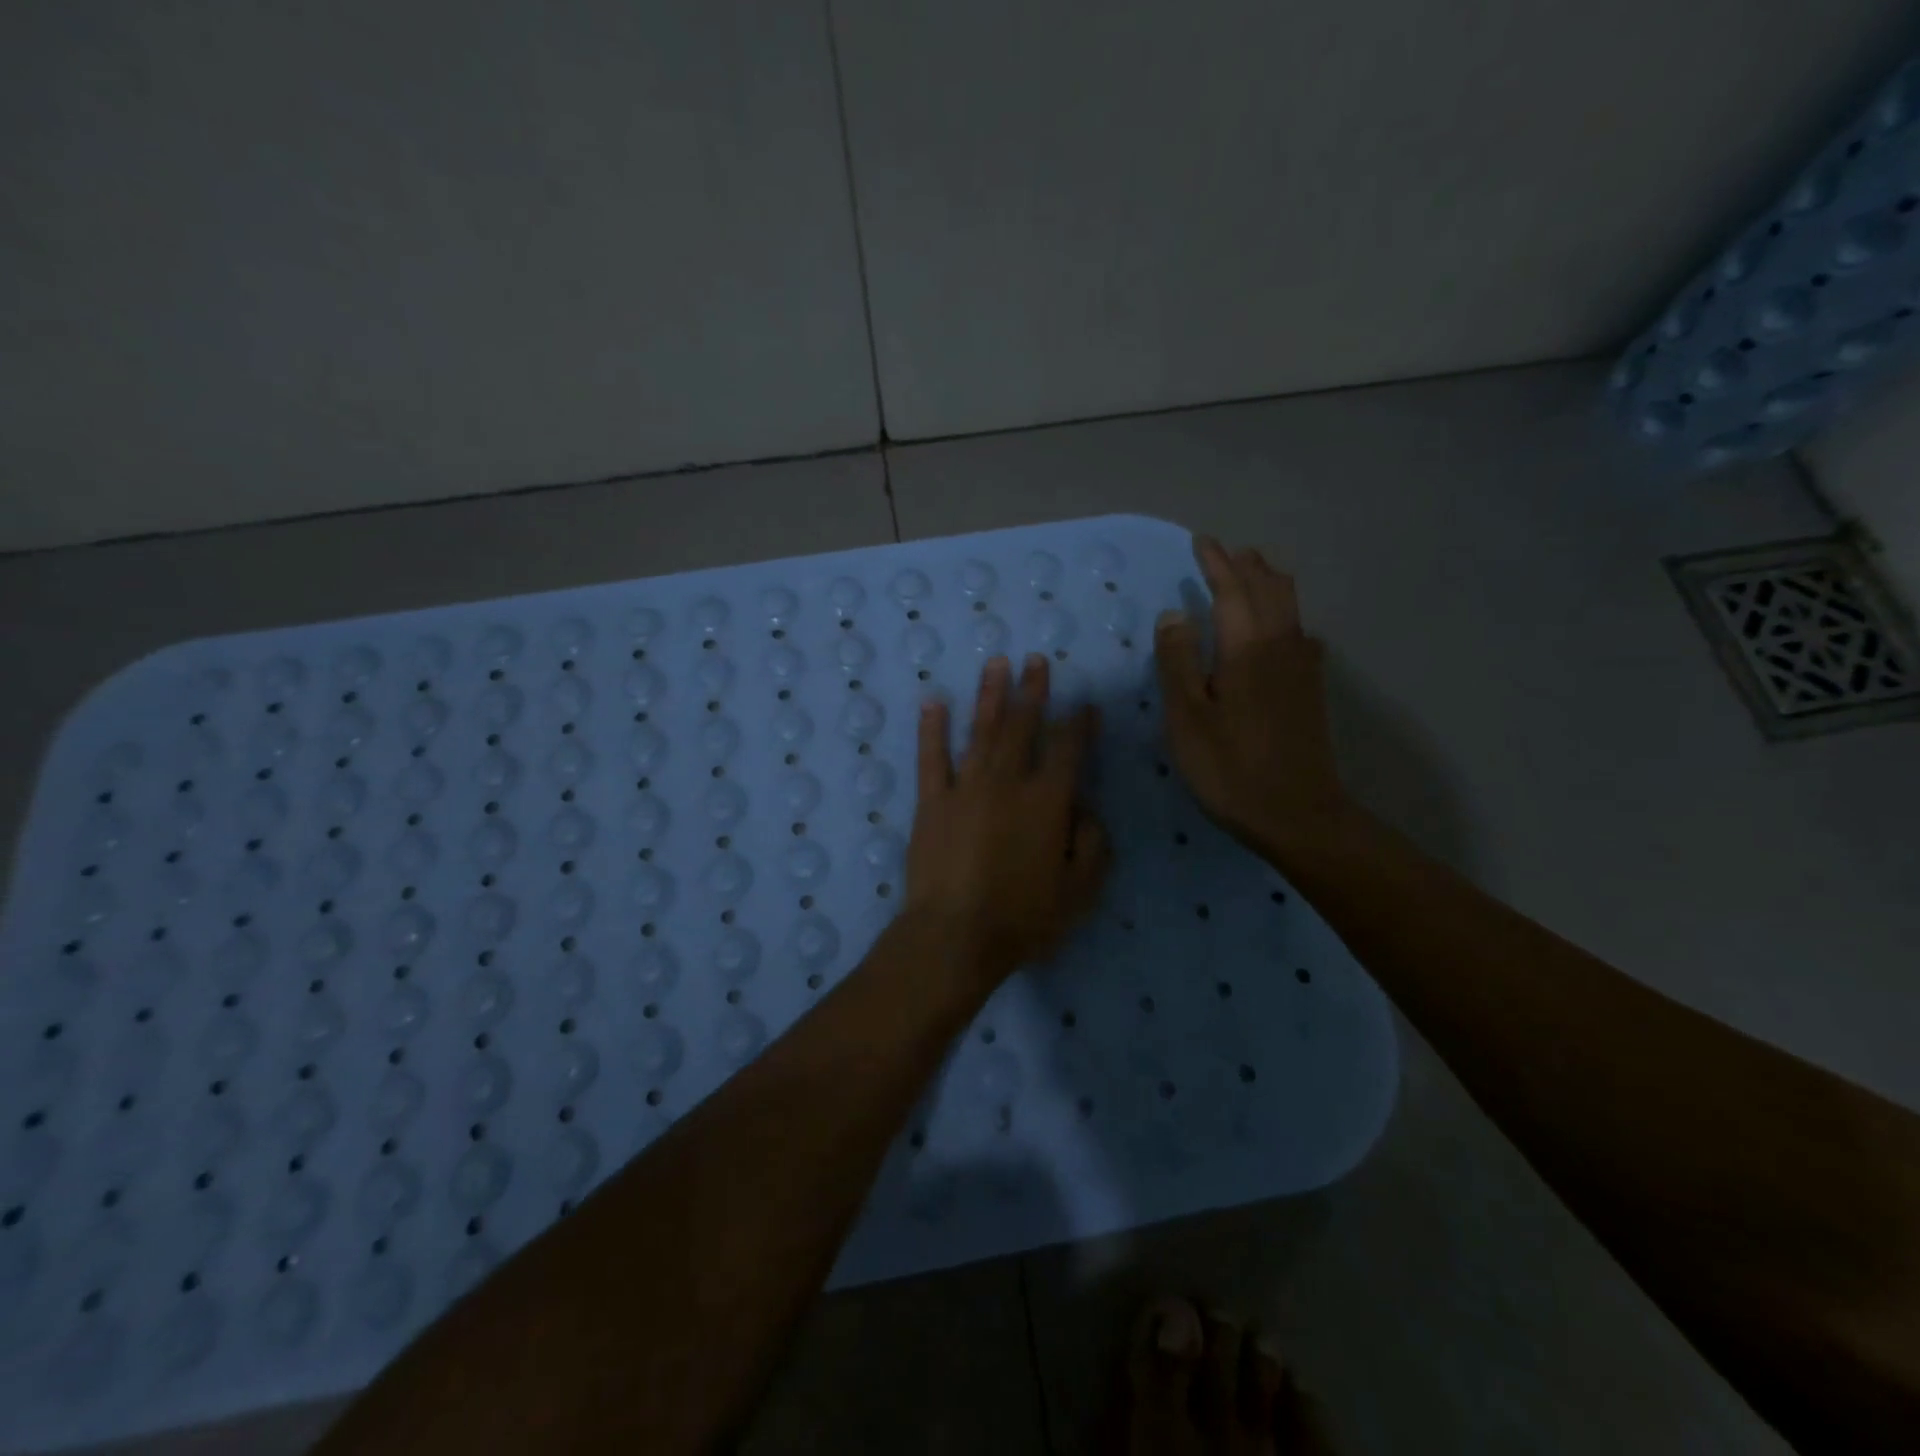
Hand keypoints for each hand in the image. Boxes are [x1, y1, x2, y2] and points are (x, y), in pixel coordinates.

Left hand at [906, 653, 1110, 987]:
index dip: (1079, 723)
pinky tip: (934, 701)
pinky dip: (932, 728)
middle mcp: (1007, 782)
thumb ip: (1093, 844)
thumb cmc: (1023, 918)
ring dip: (990, 695)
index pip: (1068, 749)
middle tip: (1036, 661)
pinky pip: (931, 758)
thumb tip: (1086, 809)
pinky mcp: (931, 802)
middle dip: (1033, 691)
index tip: (1085, 704)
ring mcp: (965, 788)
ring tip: (997, 664)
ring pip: (981, 731)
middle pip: (1023, 726)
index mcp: (1047, 801)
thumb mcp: (1080, 890)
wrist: (955, 935)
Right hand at [1155, 537, 1351, 859]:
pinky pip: (1300, 632)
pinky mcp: (1311, 689)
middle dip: (1247, 566)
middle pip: (1269, 589)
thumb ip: (1178, 661)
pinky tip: (1281, 629)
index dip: (1215, 563)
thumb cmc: (1229, 767)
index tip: (1201, 542)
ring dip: (1268, 584)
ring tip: (1251, 575)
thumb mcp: (1187, 717)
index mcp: (1246, 647)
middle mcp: (1281, 645)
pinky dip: (1285, 615)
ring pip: (1290, 607)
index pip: (1232, 589)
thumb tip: (1175, 613)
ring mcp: (1302, 667)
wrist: (1297, 814)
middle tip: (1227, 553)